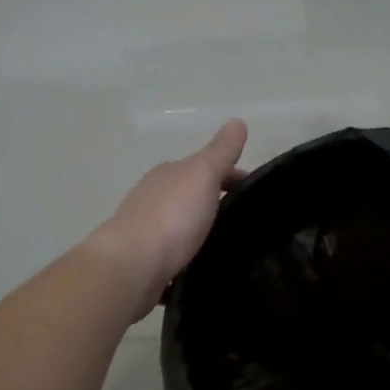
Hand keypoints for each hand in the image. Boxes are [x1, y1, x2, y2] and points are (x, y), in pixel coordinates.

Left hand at [85, 119, 248, 318]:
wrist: (133, 266)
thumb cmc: (172, 216)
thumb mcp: (202, 174)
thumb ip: (221, 151)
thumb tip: (238, 121)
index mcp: (168, 175)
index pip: (205, 168)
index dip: (231, 176)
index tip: (255, 194)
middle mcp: (154, 199)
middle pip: (192, 196)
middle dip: (217, 204)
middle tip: (248, 222)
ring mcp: (148, 233)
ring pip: (182, 227)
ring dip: (202, 231)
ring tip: (231, 247)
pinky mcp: (148, 263)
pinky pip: (175, 257)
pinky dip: (189, 258)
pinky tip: (205, 268)